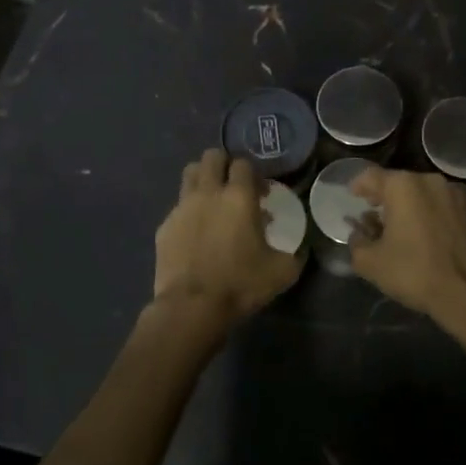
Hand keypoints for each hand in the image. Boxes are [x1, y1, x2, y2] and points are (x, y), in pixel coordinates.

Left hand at [152, 149, 302, 329]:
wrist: (192, 307)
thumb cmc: (240, 284)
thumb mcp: (282, 272)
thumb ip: (295, 254)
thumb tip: (300, 249)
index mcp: (239, 197)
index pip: (243, 164)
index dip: (253, 174)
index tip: (260, 193)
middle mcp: (209, 193)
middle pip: (212, 156)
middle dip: (223, 165)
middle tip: (233, 187)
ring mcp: (182, 207)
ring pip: (190, 173)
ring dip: (202, 179)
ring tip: (212, 200)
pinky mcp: (165, 226)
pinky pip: (177, 207)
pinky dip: (188, 212)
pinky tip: (195, 233)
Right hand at [348, 168, 465, 337]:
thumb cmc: (414, 272)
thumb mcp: (370, 262)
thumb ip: (356, 241)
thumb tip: (359, 233)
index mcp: (403, 186)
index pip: (371, 176)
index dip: (358, 186)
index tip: (353, 196)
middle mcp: (429, 181)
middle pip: (398, 182)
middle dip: (383, 197)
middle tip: (373, 215)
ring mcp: (453, 194)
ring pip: (421, 193)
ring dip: (407, 205)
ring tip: (399, 227)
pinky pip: (439, 204)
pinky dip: (427, 212)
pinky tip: (423, 234)